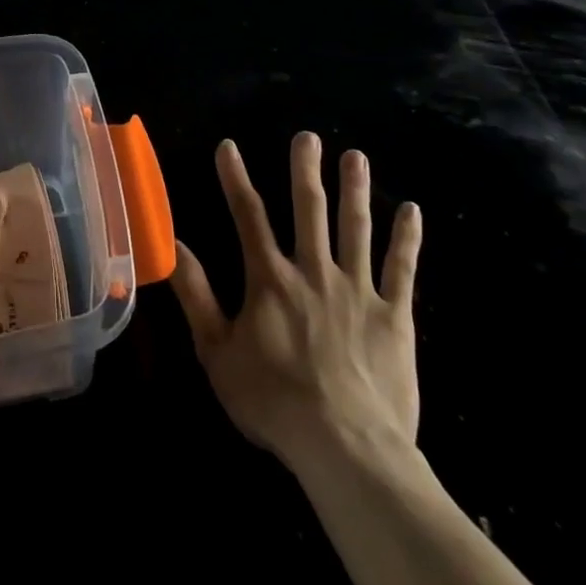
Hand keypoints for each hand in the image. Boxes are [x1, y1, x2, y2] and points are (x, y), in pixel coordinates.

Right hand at [171, 134, 422, 477]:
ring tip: (355, 155)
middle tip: (307, 137)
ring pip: (356, 228)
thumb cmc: (274, 401)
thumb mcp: (218, 352)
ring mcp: (358, 289)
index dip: (236, 178)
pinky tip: (412, 210)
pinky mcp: (395, 314)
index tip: (229, 146)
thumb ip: (196, 296)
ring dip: (355, 189)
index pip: (248, 215)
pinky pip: (402, 268)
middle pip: (309, 209)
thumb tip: (174, 244)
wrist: (346, 447)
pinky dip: (407, 238)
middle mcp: (314, 270)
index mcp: (270, 278)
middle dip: (305, 170)